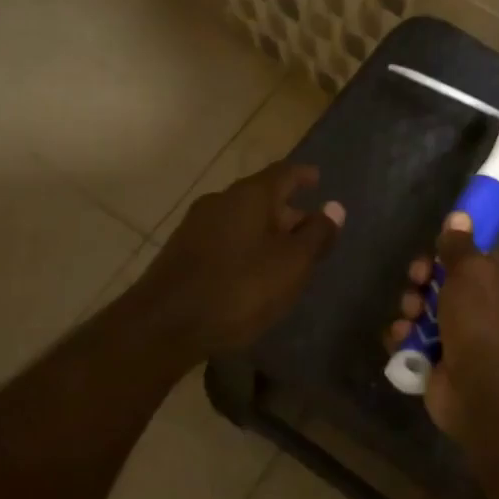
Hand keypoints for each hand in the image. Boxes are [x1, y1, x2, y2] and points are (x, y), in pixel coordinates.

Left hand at [130, 162, 344, 359]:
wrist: (163, 326)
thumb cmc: (239, 289)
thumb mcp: (292, 264)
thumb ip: (317, 234)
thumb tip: (335, 208)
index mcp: (251, 195)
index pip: (284, 172)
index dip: (303, 175)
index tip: (318, 178)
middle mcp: (221, 200)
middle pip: (262, 196)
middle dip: (287, 210)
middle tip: (310, 230)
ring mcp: (197, 225)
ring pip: (242, 219)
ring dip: (266, 231)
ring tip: (285, 254)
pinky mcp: (182, 252)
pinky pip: (224, 238)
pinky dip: (245, 246)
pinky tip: (252, 271)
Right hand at [386, 213, 498, 441]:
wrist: (485, 390)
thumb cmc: (483, 319)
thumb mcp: (472, 270)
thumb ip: (459, 244)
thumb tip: (460, 214)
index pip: (472, 257)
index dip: (449, 251)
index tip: (433, 250)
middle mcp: (483, 307)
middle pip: (442, 282)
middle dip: (423, 279)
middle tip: (417, 280)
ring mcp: (460, 337)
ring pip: (423, 311)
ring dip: (410, 309)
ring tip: (409, 317)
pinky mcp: (438, 363)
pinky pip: (412, 342)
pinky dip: (403, 339)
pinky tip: (400, 339)